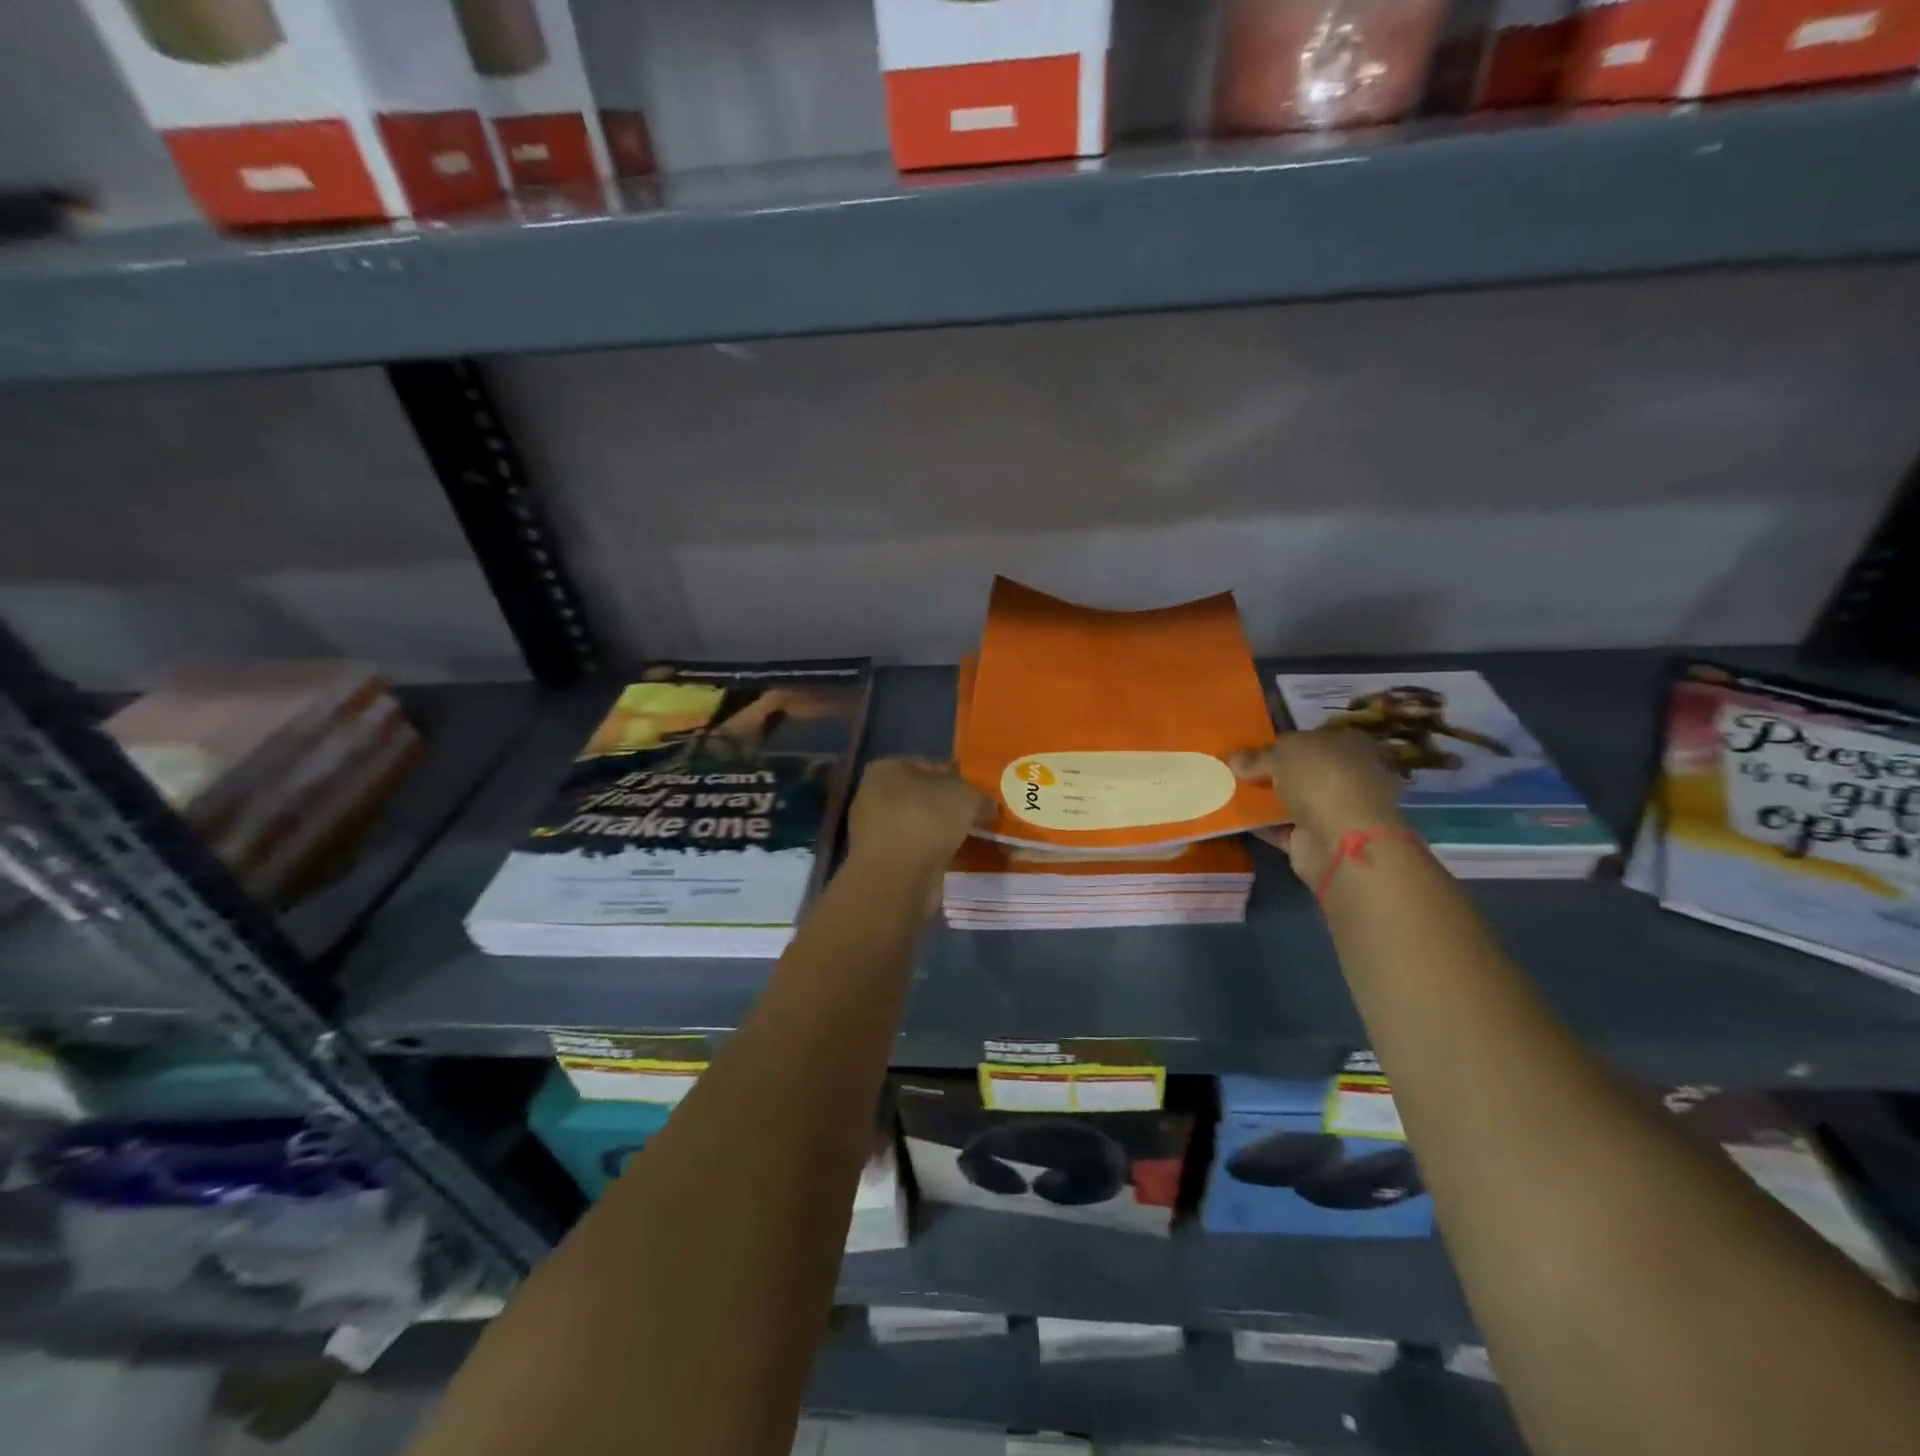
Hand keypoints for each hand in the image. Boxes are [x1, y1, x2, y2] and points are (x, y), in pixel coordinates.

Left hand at [845, 758, 990, 878]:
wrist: (898, 877)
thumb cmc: (926, 820)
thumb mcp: (965, 796)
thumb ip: (980, 795)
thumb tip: (987, 806)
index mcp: (887, 770)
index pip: (929, 765)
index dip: (958, 777)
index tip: (981, 792)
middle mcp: (876, 797)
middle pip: (927, 798)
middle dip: (955, 808)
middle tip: (984, 817)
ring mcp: (879, 832)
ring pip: (925, 827)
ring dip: (949, 834)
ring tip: (980, 840)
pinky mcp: (887, 863)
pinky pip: (922, 851)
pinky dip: (941, 855)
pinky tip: (964, 860)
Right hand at [1231, 729, 1406, 884]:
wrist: (1342, 840)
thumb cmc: (1321, 779)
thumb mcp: (1283, 754)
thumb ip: (1258, 757)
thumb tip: (1235, 759)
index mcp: (1347, 745)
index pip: (1310, 739)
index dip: (1279, 743)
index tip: (1248, 749)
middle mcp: (1345, 775)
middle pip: (1300, 771)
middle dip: (1270, 772)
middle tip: (1235, 771)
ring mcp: (1334, 810)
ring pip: (1292, 800)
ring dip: (1264, 799)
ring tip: (1228, 793)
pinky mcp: (1317, 839)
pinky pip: (1282, 828)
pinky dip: (1262, 824)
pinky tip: (1235, 818)